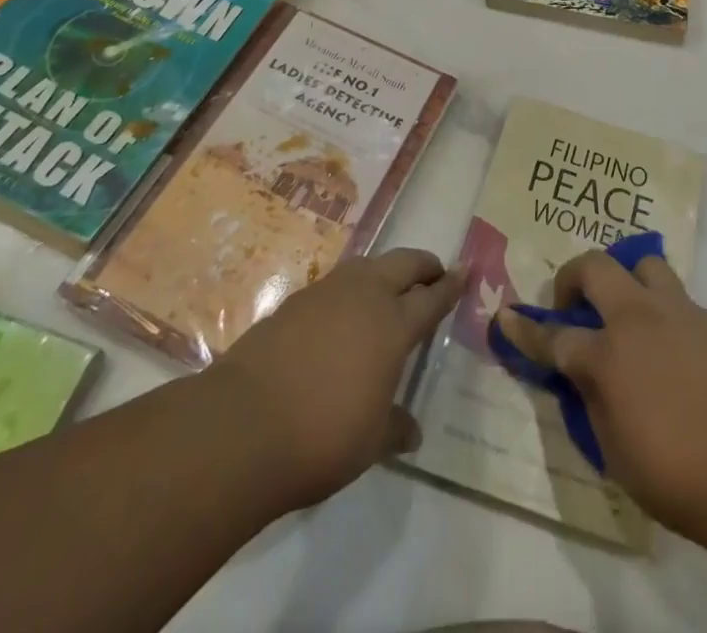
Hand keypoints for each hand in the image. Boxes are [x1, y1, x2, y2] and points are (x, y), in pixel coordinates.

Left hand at [213, 249, 462, 513]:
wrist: (241, 426)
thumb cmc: (321, 436)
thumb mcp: (369, 442)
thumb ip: (394, 428)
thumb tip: (412, 433)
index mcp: (393, 325)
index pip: (432, 298)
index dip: (451, 286)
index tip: (465, 271)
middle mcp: (364, 296)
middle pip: (403, 264)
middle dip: (423, 265)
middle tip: (434, 274)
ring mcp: (326, 293)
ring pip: (367, 265)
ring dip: (385, 271)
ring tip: (388, 290)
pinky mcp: (293, 302)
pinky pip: (335, 284)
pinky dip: (350, 290)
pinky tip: (342, 314)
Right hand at [496, 252, 706, 546]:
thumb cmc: (677, 475)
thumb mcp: (614, 451)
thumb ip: (591, 401)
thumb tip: (582, 374)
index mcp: (608, 354)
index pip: (554, 336)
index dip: (526, 329)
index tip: (507, 316)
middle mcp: (639, 319)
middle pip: (596, 268)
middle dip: (573, 278)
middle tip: (573, 305)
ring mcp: (680, 312)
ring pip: (644, 265)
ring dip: (626, 280)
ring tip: (627, 311)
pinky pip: (678, 299)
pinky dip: (663, 312)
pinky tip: (672, 348)